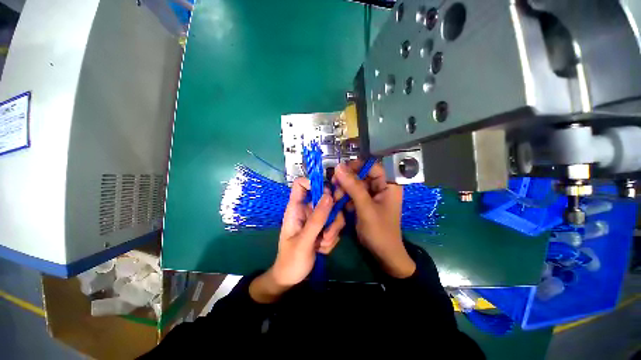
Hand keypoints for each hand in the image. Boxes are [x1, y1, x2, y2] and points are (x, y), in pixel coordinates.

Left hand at [249, 178, 344, 302]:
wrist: (291, 278)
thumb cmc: (291, 260)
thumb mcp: (304, 241)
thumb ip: (316, 219)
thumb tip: (329, 196)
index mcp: (296, 208)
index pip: (301, 184)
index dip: (313, 183)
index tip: (326, 195)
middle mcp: (307, 210)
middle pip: (325, 198)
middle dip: (331, 216)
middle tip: (328, 231)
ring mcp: (316, 219)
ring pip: (334, 214)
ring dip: (332, 231)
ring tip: (322, 245)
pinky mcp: (323, 228)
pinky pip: (335, 226)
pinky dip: (332, 238)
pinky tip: (322, 249)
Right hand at [333, 161, 415, 277]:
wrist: (383, 255)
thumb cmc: (379, 231)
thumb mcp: (366, 208)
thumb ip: (353, 187)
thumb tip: (338, 167)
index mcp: (389, 184)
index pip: (372, 166)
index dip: (356, 166)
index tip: (340, 170)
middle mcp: (381, 187)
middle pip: (361, 175)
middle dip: (347, 180)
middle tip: (334, 184)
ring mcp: (372, 195)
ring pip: (355, 185)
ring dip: (344, 190)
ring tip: (335, 198)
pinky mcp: (365, 203)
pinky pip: (353, 194)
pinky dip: (345, 197)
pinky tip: (339, 203)